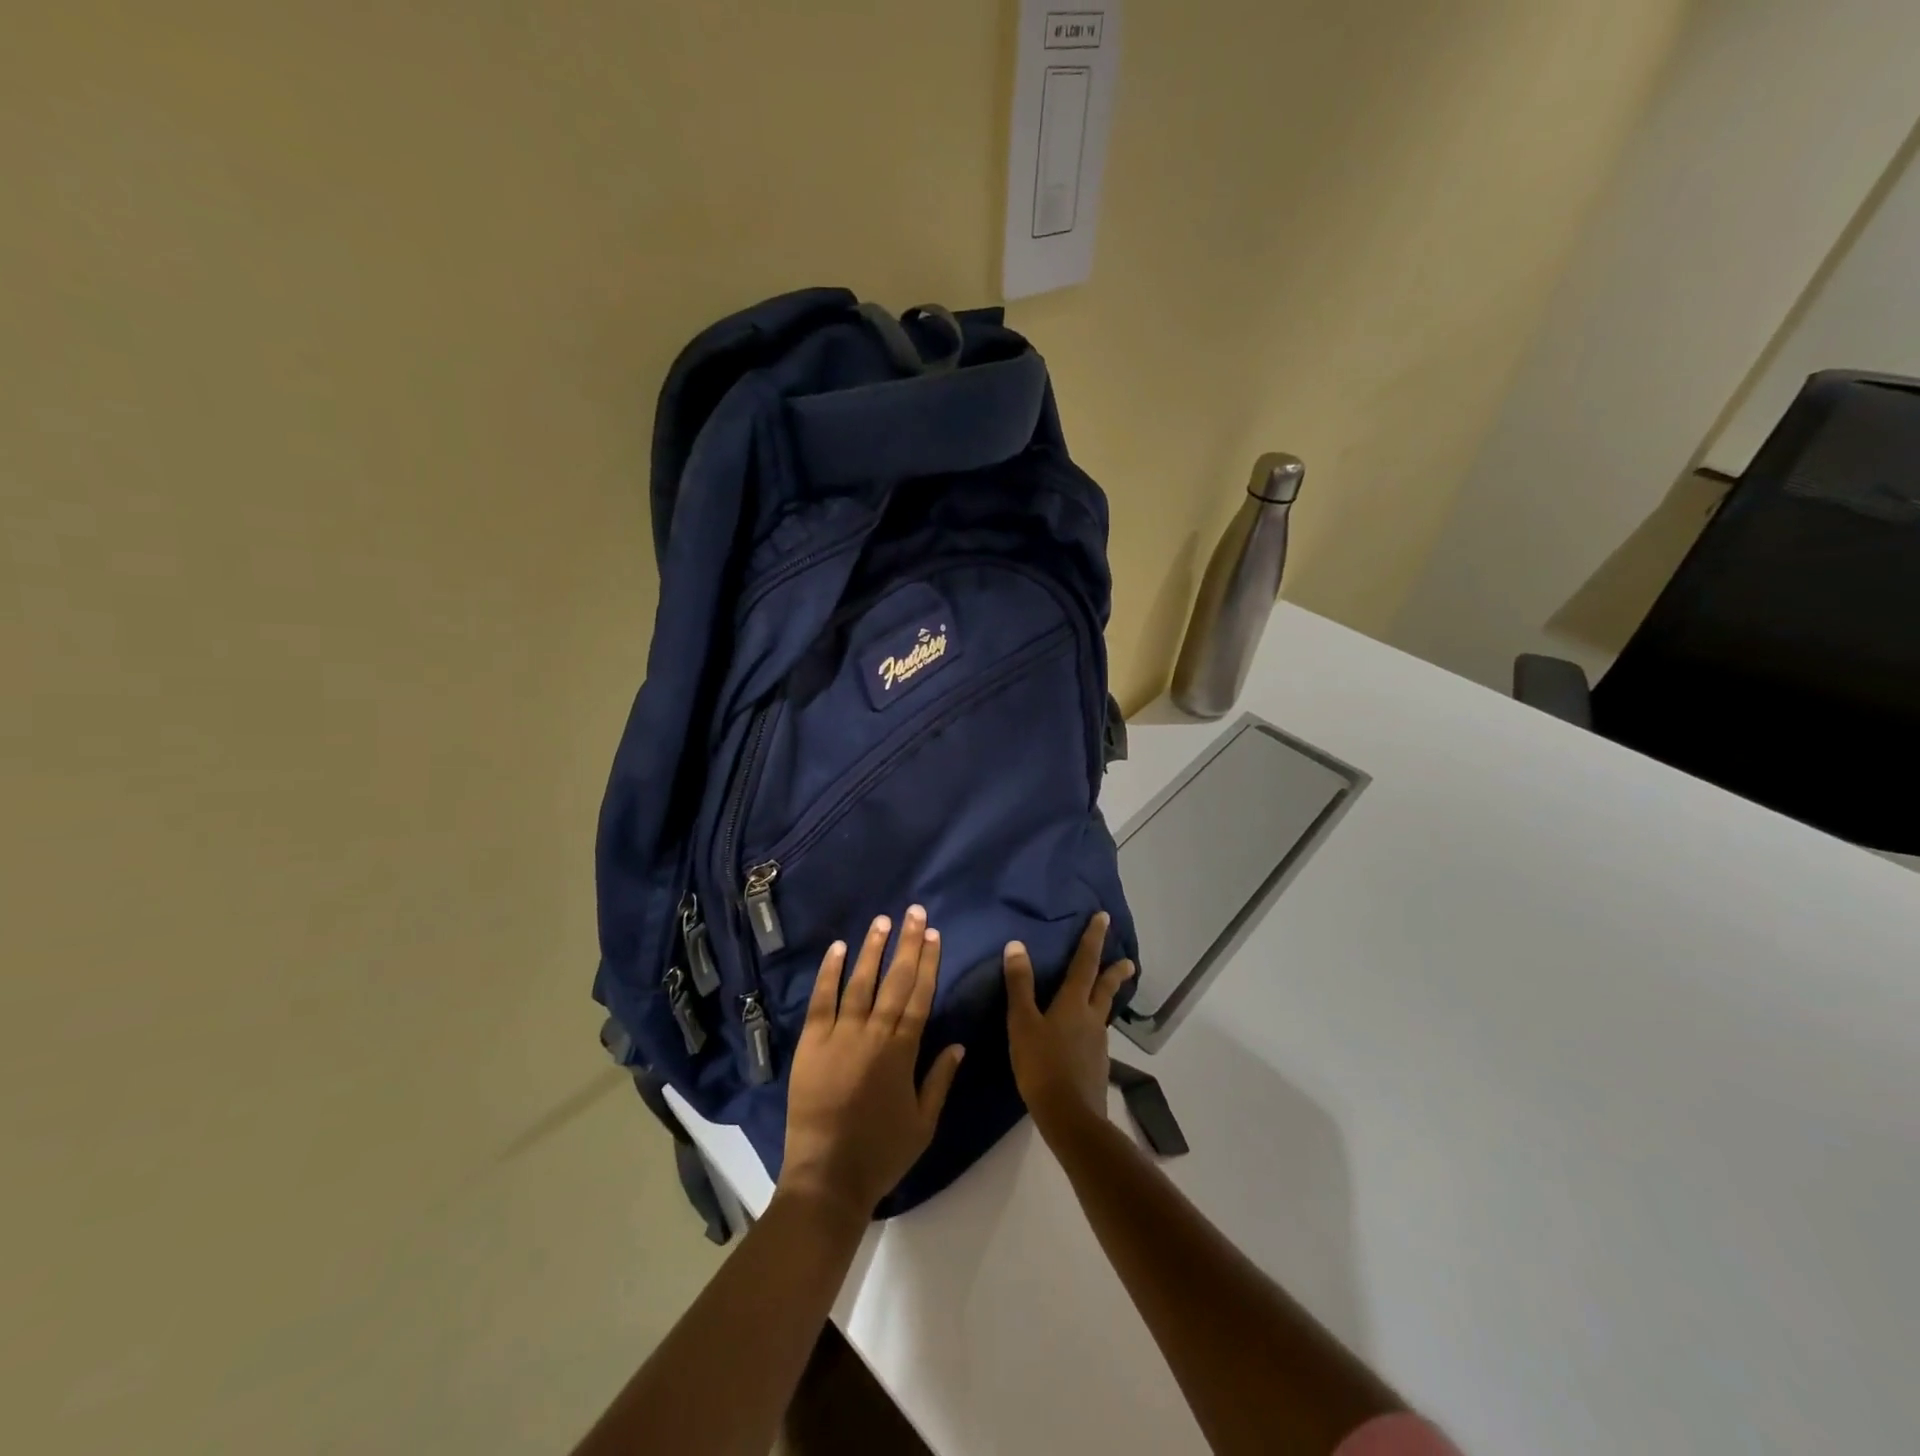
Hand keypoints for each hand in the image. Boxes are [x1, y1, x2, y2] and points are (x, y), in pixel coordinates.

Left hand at [780, 906, 965, 1220]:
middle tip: (915, 913)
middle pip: (894, 981)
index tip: (934, 936)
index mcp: (902, 1052)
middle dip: (907, 944)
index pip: (919, 997)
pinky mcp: (811, 1043)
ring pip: (860, 983)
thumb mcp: (924, 1123)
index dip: (928, 964)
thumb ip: (940, 1079)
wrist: (827, 1177)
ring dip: (872, 950)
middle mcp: (873, 1035)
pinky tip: (837, 948)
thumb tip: (959, 1043)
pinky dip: (829, 973)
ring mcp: (839, 1036)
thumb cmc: (881, 1152)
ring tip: (882, 921)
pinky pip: (821, 1000)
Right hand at [1004, 912, 1135, 1142]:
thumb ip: (1020, 985)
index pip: (1085, 962)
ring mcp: (1098, 1043)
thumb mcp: (1023, 1023)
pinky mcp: (1097, 1065)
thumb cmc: (1042, 1065)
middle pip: (1106, 988)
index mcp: (1074, 1003)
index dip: (1093, 939)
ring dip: (1106, 999)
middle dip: (1115, 972)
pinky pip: (1096, 1036)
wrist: (1070, 1116)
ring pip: (1103, 1013)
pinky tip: (1085, 1037)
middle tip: (1129, 961)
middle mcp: (1091, 1018)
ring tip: (1103, 996)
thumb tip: (1016, 945)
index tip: (1104, 918)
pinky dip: (1094, 1026)